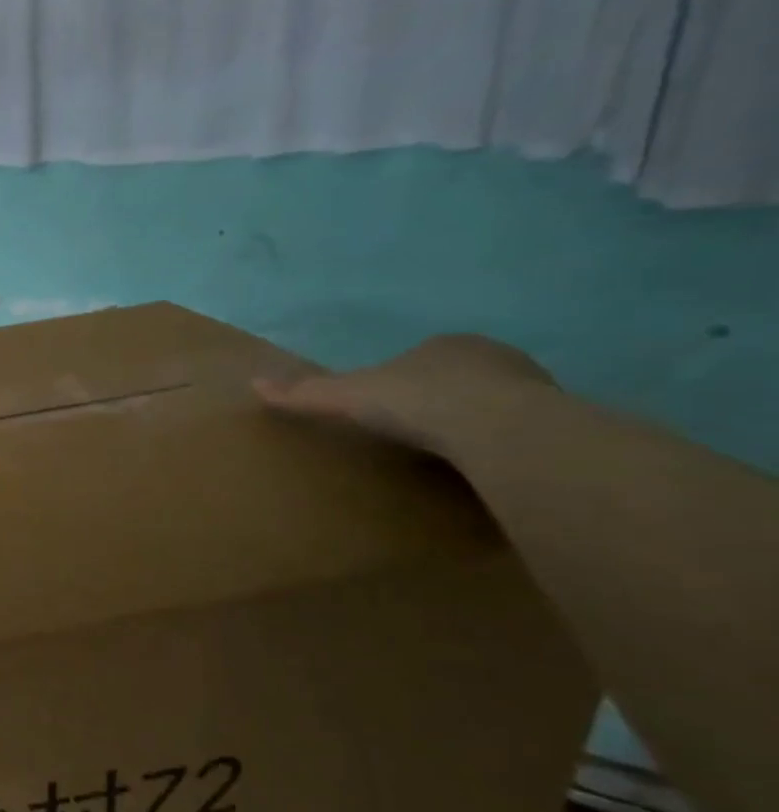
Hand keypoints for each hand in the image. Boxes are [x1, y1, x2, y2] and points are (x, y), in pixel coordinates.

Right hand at [254, 334, 553, 457]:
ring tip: (454, 456)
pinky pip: (523, 430)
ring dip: (480, 422)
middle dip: (444, 399)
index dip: (403, 382)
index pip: (421, 358)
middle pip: (461, 378)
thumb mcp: (346, 398)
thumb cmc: (416, 402)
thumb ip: (305, 392)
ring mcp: (532, 387)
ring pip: (497, 403)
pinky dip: (506, 444)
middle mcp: (492, 356)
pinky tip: (487, 467)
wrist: (496, 428)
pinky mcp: (557, 420)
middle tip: (419, 433)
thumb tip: (253, 383)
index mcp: (445, 345)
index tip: (388, 410)